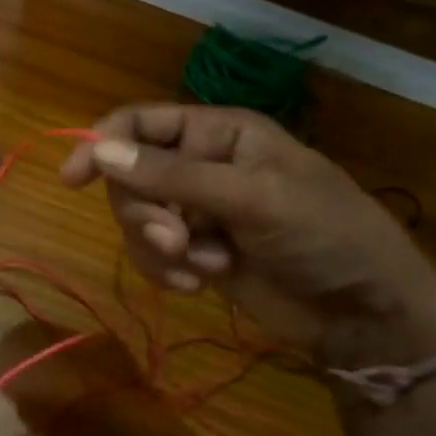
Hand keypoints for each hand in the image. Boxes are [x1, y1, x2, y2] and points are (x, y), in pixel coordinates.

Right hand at [61, 105, 435, 364]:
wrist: (362, 312)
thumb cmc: (325, 234)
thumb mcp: (253, 197)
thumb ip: (174, 175)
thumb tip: (99, 152)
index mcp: (219, 133)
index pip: (141, 124)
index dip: (102, 144)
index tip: (73, 179)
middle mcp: (199, 166)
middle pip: (129, 177)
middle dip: (146, 212)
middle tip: (177, 239)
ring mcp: (194, 211)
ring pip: (135, 220)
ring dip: (159, 247)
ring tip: (201, 266)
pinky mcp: (193, 252)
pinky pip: (150, 254)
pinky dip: (166, 271)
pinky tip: (199, 285)